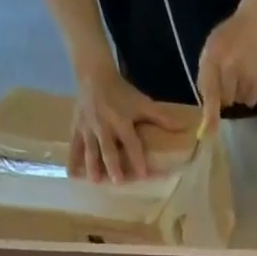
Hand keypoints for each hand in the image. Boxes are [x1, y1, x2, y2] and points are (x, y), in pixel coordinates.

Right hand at [70, 63, 189, 182]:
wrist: (93, 73)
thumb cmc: (121, 92)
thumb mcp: (142, 102)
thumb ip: (161, 117)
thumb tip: (184, 127)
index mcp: (121, 121)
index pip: (131, 143)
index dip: (137, 158)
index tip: (143, 175)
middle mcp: (104, 125)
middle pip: (109, 147)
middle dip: (113, 164)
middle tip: (117, 181)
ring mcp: (88, 127)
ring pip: (90, 148)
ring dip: (92, 165)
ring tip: (95, 181)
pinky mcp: (77, 127)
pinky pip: (74, 145)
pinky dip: (72, 159)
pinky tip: (71, 174)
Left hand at [197, 3, 256, 124]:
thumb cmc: (232, 36)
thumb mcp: (212, 48)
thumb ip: (207, 75)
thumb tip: (207, 106)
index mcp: (212, 57)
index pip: (209, 91)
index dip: (210, 115)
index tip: (209, 134)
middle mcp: (229, 67)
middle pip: (225, 100)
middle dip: (226, 93)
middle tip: (231, 74)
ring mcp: (247, 74)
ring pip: (239, 101)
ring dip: (239, 92)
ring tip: (244, 71)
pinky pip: (252, 100)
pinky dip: (251, 93)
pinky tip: (253, 75)